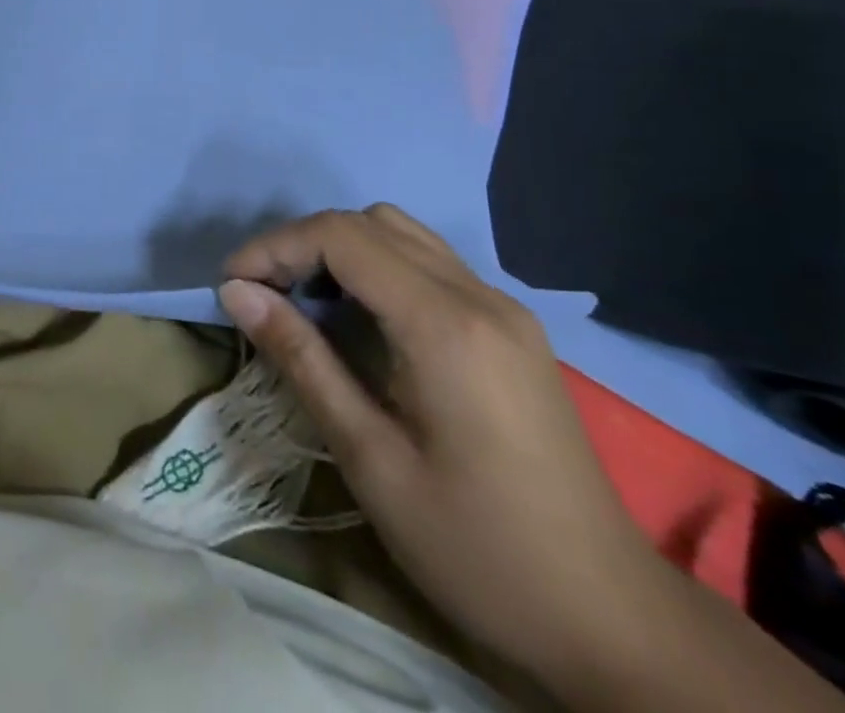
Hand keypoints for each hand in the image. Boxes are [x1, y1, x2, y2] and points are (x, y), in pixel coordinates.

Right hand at [217, 205, 660, 685]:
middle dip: (302, 243)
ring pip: (402, 233)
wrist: (612, 621)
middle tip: (262, 294)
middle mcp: (479, 296)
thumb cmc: (478, 549)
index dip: (275, 246)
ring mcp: (504, 308)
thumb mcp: (370, 459)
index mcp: (445, 324)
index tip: (232, 284)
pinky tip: (362, 320)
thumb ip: (302, 360)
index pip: (341, 236)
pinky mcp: (514, 328)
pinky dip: (379, 267)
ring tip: (305, 302)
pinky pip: (429, 263)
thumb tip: (236, 293)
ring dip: (341, 250)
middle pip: (369, 222)